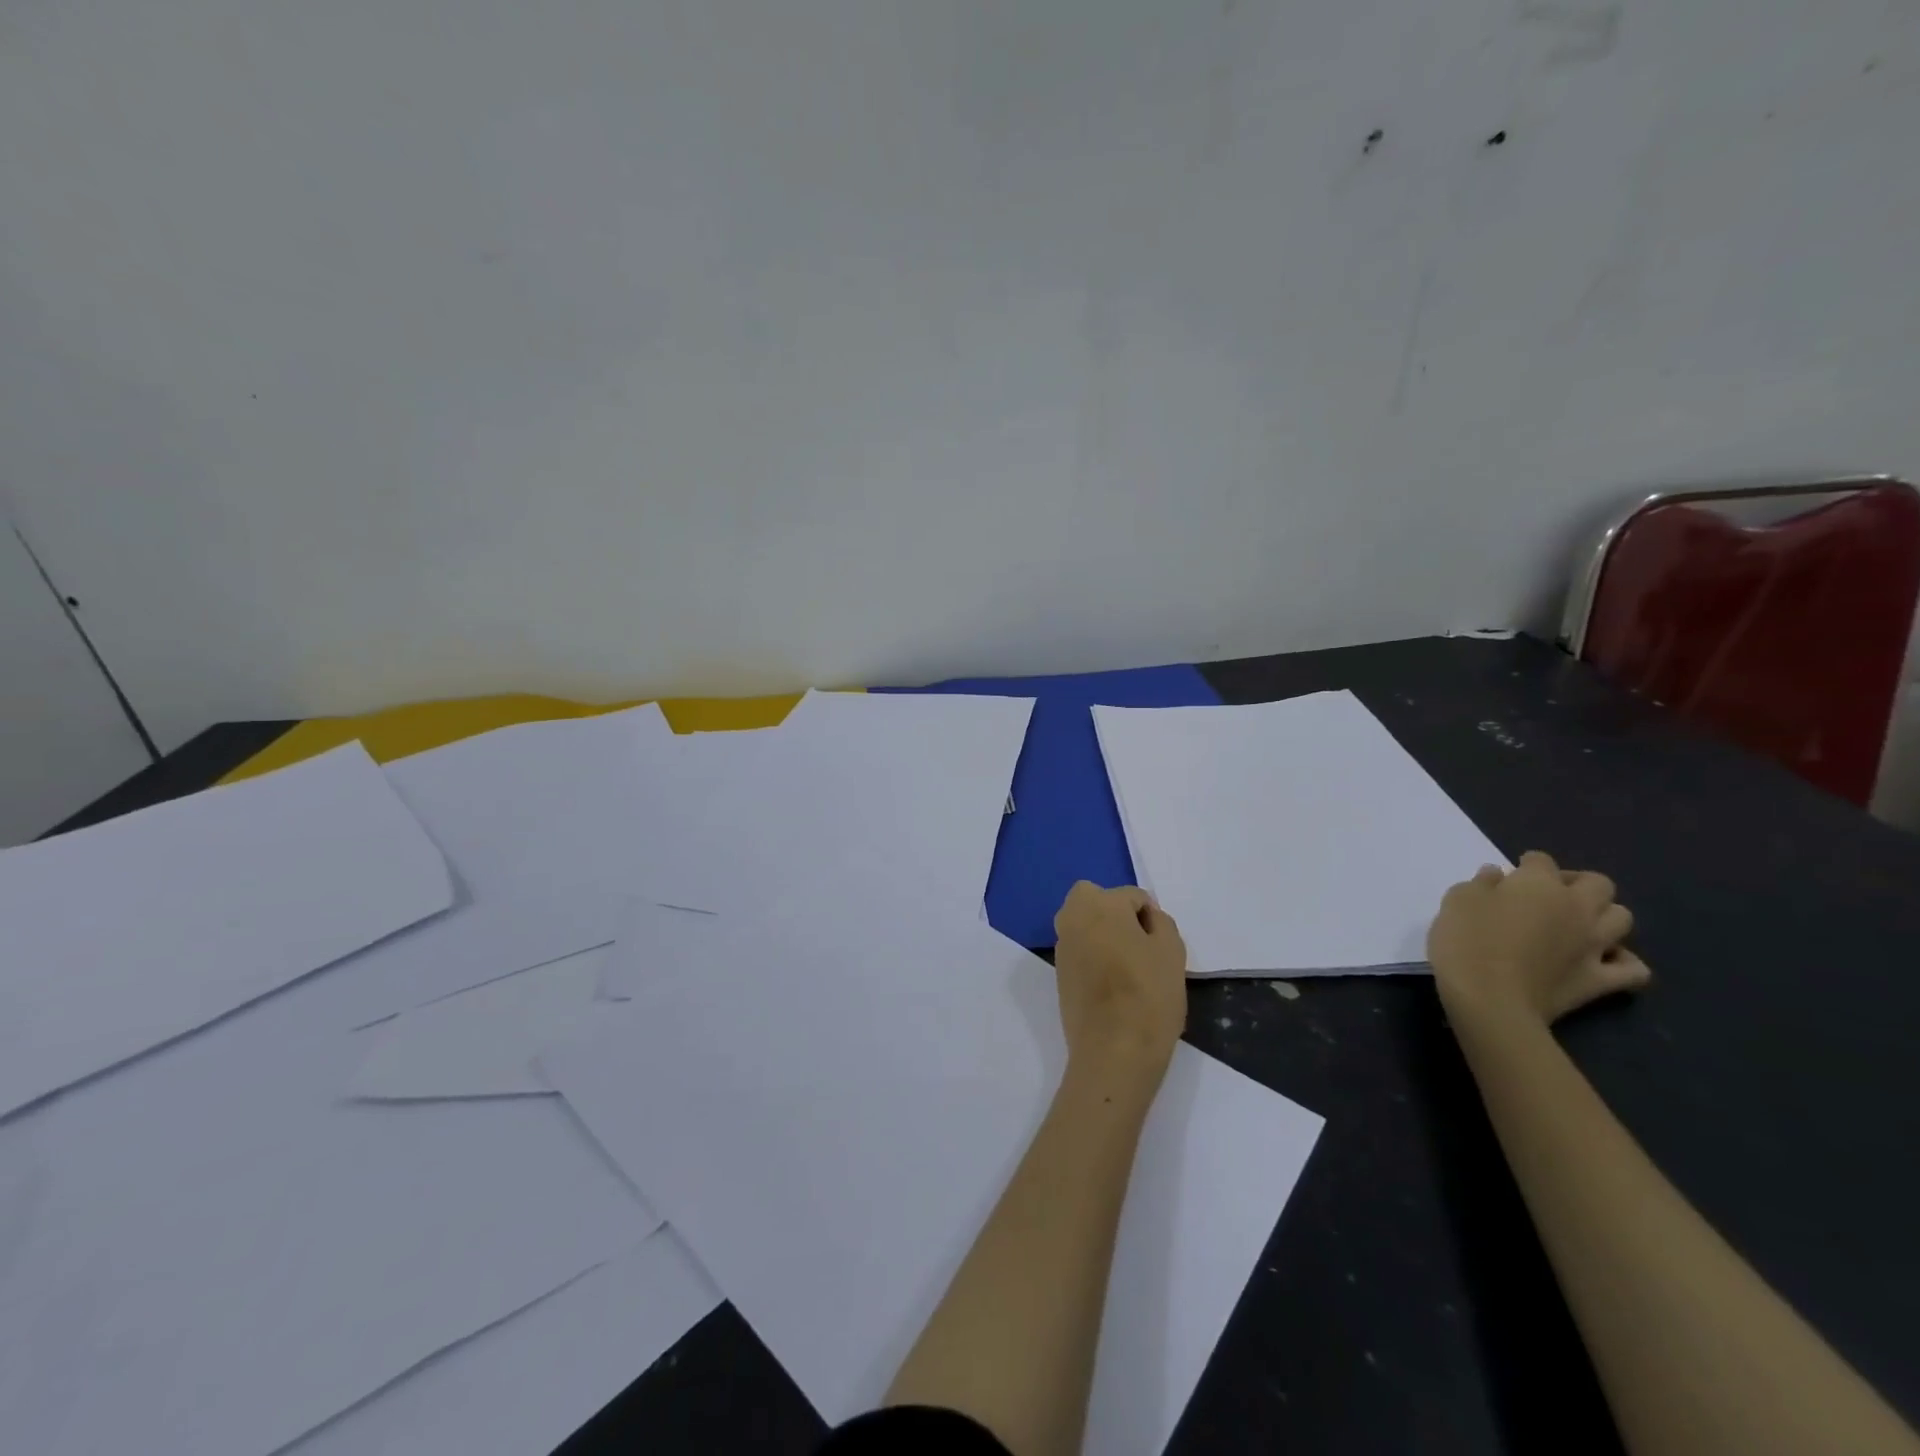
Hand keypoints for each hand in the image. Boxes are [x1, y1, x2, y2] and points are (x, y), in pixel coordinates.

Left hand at [1052, 882, 1187, 1081]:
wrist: (1113, 1051)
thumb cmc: (1148, 995)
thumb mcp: (1172, 951)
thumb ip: (1160, 923)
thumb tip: (1146, 918)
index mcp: (1098, 903)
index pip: (1133, 896)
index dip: (1151, 919)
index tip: (1161, 947)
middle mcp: (1072, 916)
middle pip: (1098, 901)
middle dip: (1117, 915)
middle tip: (1140, 947)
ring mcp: (1061, 945)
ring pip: (1085, 925)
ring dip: (1103, 935)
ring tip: (1129, 969)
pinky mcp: (1058, 972)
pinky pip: (1079, 950)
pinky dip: (1093, 957)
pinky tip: (1112, 985)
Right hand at [1427, 851, 1649, 1026]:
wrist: (1490, 999)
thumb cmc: (1466, 941)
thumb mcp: (1457, 901)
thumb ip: (1480, 884)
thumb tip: (1496, 876)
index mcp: (1539, 884)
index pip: (1541, 860)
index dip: (1526, 865)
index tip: (1509, 877)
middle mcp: (1576, 907)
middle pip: (1597, 883)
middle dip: (1577, 883)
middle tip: (1548, 895)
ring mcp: (1594, 944)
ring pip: (1622, 918)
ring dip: (1603, 916)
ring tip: (1577, 924)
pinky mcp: (1601, 980)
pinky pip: (1634, 969)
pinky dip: (1623, 961)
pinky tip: (1601, 961)